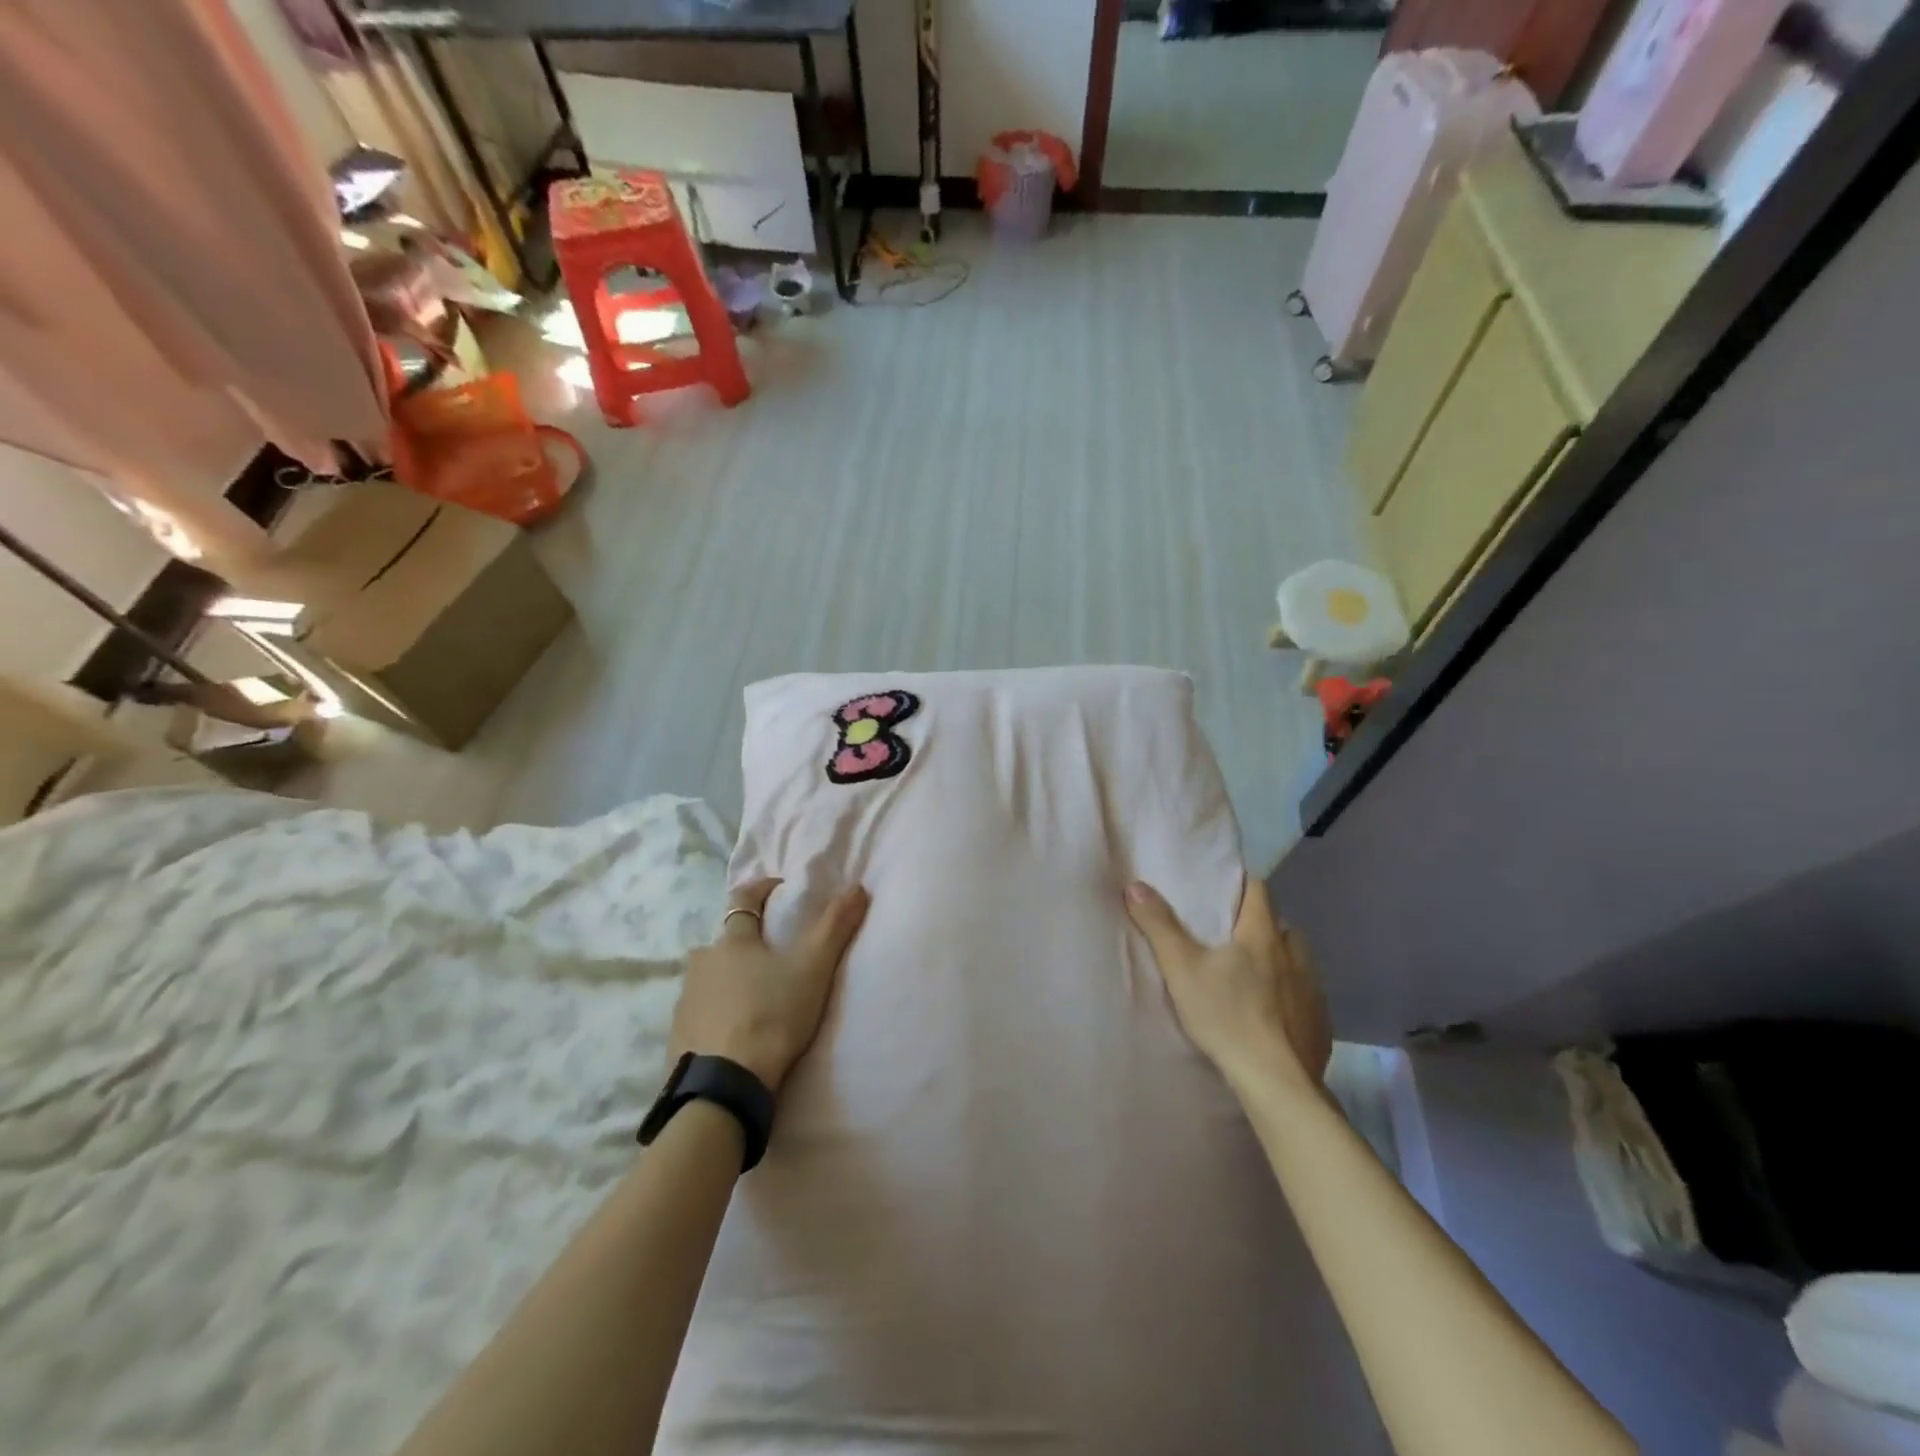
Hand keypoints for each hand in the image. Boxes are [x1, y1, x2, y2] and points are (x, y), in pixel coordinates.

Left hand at [669, 879, 868, 1093]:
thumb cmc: (772, 1016)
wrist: (724, 1085)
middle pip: (724, 941)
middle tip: (772, 957)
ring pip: (710, 977)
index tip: (779, 889)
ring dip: (729, 978)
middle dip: (746, 942)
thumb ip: (835, 926)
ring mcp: (685, 999)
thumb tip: (857, 886)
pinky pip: (700, 1012)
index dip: (761, 889)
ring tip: (754, 996)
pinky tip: (732, 1030)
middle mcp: (703, 962)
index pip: (743, 899)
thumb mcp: (813, 969)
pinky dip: (716, 1012)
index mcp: (733, 941)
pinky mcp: (678, 1035)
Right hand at [1124, 876, 1330, 1092]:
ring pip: (1296, 960)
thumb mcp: (1181, 969)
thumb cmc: (1226, 1016)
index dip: (1241, 885)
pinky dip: (1291, 996)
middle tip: (1231, 938)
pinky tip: (1273, 1014)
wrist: (1276, 1082)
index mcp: (1262, 935)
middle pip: (1280, 925)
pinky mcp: (1320, 1022)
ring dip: (1278, 960)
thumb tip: (1136, 885)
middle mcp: (1294, 954)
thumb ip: (1159, 926)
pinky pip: (1306, 996)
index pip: (1259, 890)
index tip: (1222, 891)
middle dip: (1259, 926)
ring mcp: (1313, 989)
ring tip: (1252, 976)